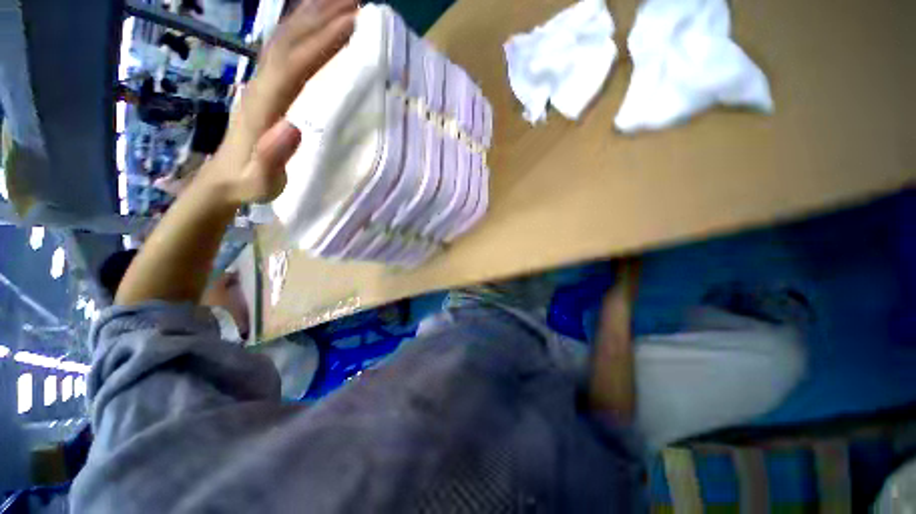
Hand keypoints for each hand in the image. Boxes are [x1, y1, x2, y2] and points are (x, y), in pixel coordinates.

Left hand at [207, 0, 356, 204]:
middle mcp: (261, 82)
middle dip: (322, 17)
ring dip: (312, 15)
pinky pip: (283, 47)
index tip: (353, 24)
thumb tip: (294, 127)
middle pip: (291, 40)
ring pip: (285, 37)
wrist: (223, 178)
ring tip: (342, 1)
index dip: (323, 43)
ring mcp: (261, 80)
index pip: (296, 64)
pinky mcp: (265, 83)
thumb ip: (273, 158)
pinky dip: (301, 29)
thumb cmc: (249, 183)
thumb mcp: (261, 181)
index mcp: (265, 104)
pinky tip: (315, 22)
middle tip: (356, 2)